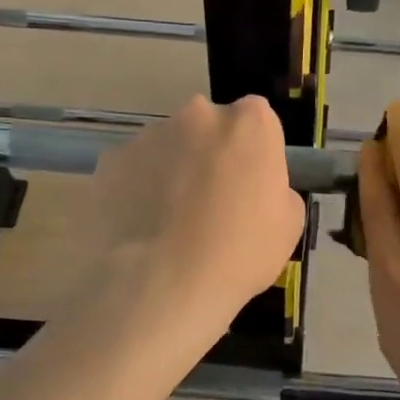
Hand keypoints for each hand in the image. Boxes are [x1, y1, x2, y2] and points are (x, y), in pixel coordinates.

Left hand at [80, 95, 304, 325]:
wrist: (162, 284)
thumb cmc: (240, 253)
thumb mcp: (289, 225)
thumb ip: (276, 189)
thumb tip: (255, 188)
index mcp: (248, 123)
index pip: (258, 119)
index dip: (255, 152)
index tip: (251, 184)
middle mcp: (198, 115)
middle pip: (209, 127)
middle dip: (211, 154)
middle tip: (211, 203)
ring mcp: (148, 135)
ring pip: (168, 147)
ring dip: (173, 171)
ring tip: (171, 222)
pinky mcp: (110, 161)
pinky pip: (133, 170)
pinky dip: (138, 189)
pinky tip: (142, 228)